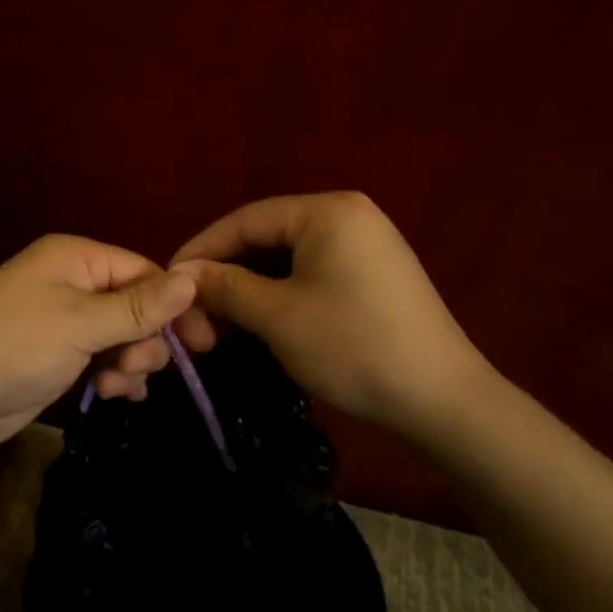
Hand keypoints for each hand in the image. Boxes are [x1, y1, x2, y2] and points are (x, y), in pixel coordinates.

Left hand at [0, 235, 196, 460]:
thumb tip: (193, 279)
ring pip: (122, 337)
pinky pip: (102, 361)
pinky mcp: (55, 360)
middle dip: (147, 338)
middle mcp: (71, 284)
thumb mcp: (80, 323)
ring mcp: (63, 324)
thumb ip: (138, 306)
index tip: (206, 341)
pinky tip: (110, 396)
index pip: (143, 271)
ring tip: (117, 385)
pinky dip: (113, 378)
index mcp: (76, 258)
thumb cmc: (11, 345)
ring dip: (131, 362)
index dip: (175, 304)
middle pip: (136, 305)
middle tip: (139, 367)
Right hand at [142, 191, 502, 434]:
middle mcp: (348, 215)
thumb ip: (225, 287)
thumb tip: (182, 274)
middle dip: (226, 275)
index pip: (245, 220)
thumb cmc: (354, 347)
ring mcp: (366, 244)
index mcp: (326, 211)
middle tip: (193, 311)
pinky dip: (281, 296)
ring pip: (287, 259)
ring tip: (220, 324)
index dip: (202, 250)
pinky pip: (312, 274)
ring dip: (251, 290)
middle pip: (266, 238)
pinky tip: (259, 322)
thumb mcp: (278, 316)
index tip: (168, 281)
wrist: (445, 401)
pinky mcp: (374, 275)